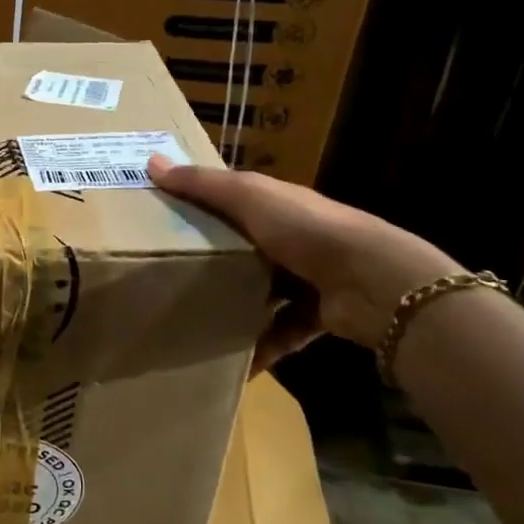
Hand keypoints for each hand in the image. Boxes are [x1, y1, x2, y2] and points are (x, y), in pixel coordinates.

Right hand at [148, 156, 458, 371]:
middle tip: (170, 277)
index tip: (164, 218)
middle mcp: (294, 238)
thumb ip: (202, 184)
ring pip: (263, 291)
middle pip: (246, 248)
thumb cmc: (305, 229)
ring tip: (197, 321)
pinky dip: (261, 347)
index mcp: (277, 205)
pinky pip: (280, 332)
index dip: (202, 205)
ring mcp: (308, 278)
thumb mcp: (248, 197)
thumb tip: (150, 162)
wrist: (373, 282)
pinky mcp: (316, 316)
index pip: (234, 201)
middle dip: (215, 262)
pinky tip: (234, 361)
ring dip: (237, 306)